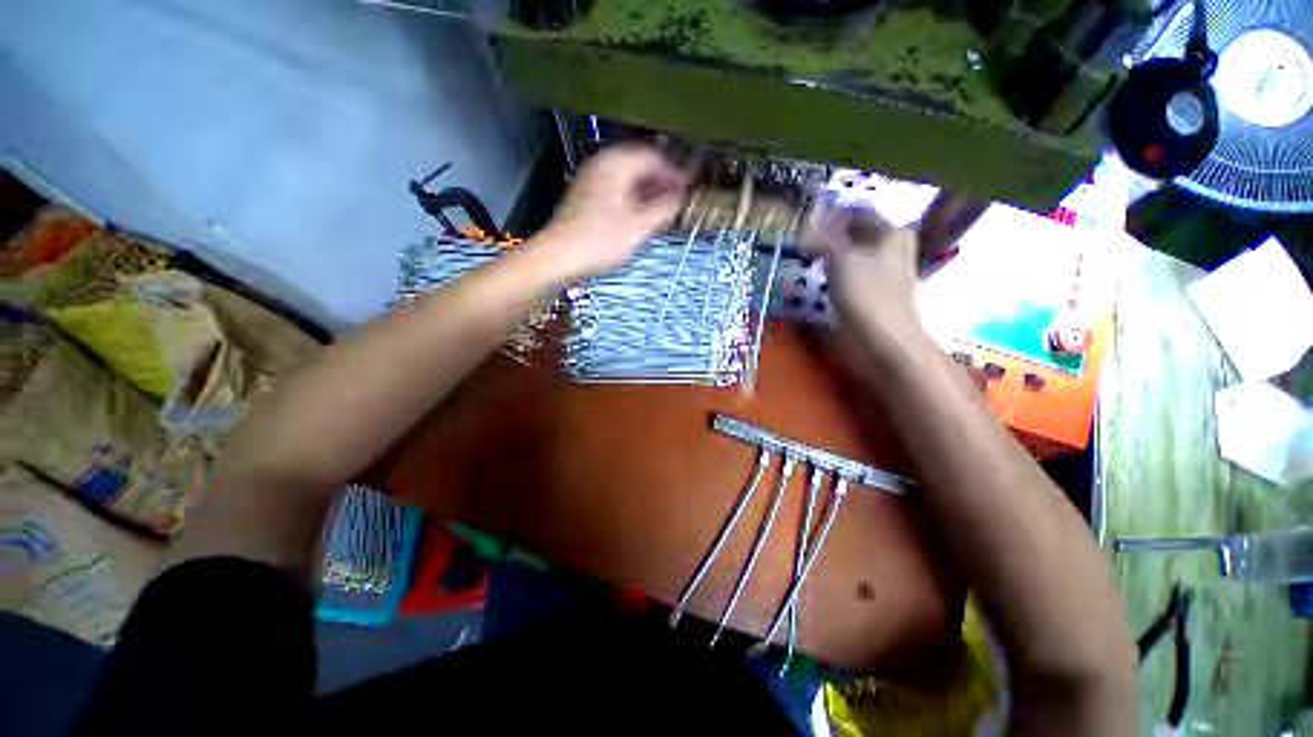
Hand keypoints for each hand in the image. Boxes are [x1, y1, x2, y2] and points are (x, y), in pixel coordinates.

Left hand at [530, 144, 687, 281]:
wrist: (558, 256)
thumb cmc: (598, 241)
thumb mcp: (638, 227)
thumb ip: (664, 209)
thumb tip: (681, 197)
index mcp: (615, 165)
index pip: (653, 157)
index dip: (675, 170)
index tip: (691, 183)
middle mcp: (602, 165)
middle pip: (640, 164)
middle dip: (663, 178)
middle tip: (681, 193)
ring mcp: (593, 180)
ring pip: (629, 177)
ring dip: (650, 188)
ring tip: (667, 204)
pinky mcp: (588, 197)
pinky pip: (619, 188)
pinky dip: (635, 196)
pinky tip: (644, 212)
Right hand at [806, 205, 928, 360]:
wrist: (884, 340)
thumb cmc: (866, 294)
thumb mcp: (841, 260)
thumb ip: (824, 240)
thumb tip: (806, 229)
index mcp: (893, 234)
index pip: (862, 213)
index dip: (835, 216)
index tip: (810, 223)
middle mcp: (895, 251)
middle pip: (861, 235)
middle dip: (834, 237)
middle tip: (808, 242)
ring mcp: (888, 276)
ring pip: (857, 258)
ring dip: (835, 258)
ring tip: (812, 262)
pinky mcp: (878, 298)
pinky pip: (855, 279)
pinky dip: (839, 278)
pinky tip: (824, 284)